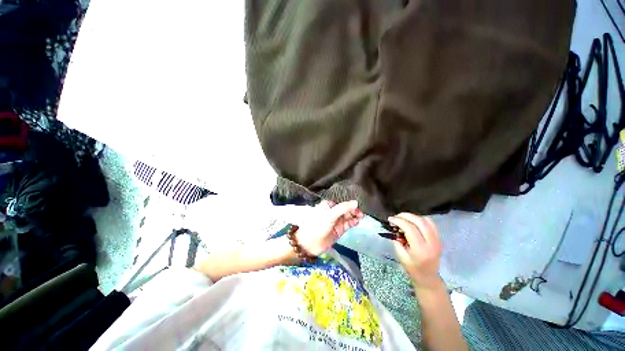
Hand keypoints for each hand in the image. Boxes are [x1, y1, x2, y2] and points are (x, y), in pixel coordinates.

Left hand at [296, 200, 363, 255]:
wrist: (310, 244)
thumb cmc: (318, 226)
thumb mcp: (330, 215)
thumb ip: (343, 208)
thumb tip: (356, 202)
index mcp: (328, 205)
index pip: (341, 200)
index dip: (350, 201)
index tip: (358, 202)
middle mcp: (333, 211)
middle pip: (346, 208)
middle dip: (354, 209)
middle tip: (360, 211)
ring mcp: (337, 220)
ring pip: (349, 215)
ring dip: (355, 215)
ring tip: (361, 216)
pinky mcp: (340, 229)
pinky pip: (349, 223)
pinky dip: (353, 221)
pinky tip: (357, 221)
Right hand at [390, 213, 442, 289]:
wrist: (429, 277)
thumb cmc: (413, 269)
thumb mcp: (402, 257)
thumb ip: (398, 242)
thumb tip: (395, 228)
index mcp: (420, 250)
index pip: (410, 229)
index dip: (399, 221)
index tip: (390, 219)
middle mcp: (431, 243)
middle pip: (419, 222)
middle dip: (405, 216)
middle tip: (396, 217)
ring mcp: (437, 240)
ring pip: (426, 220)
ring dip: (413, 216)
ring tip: (403, 218)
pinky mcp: (439, 238)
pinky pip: (431, 224)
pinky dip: (420, 219)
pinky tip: (413, 222)